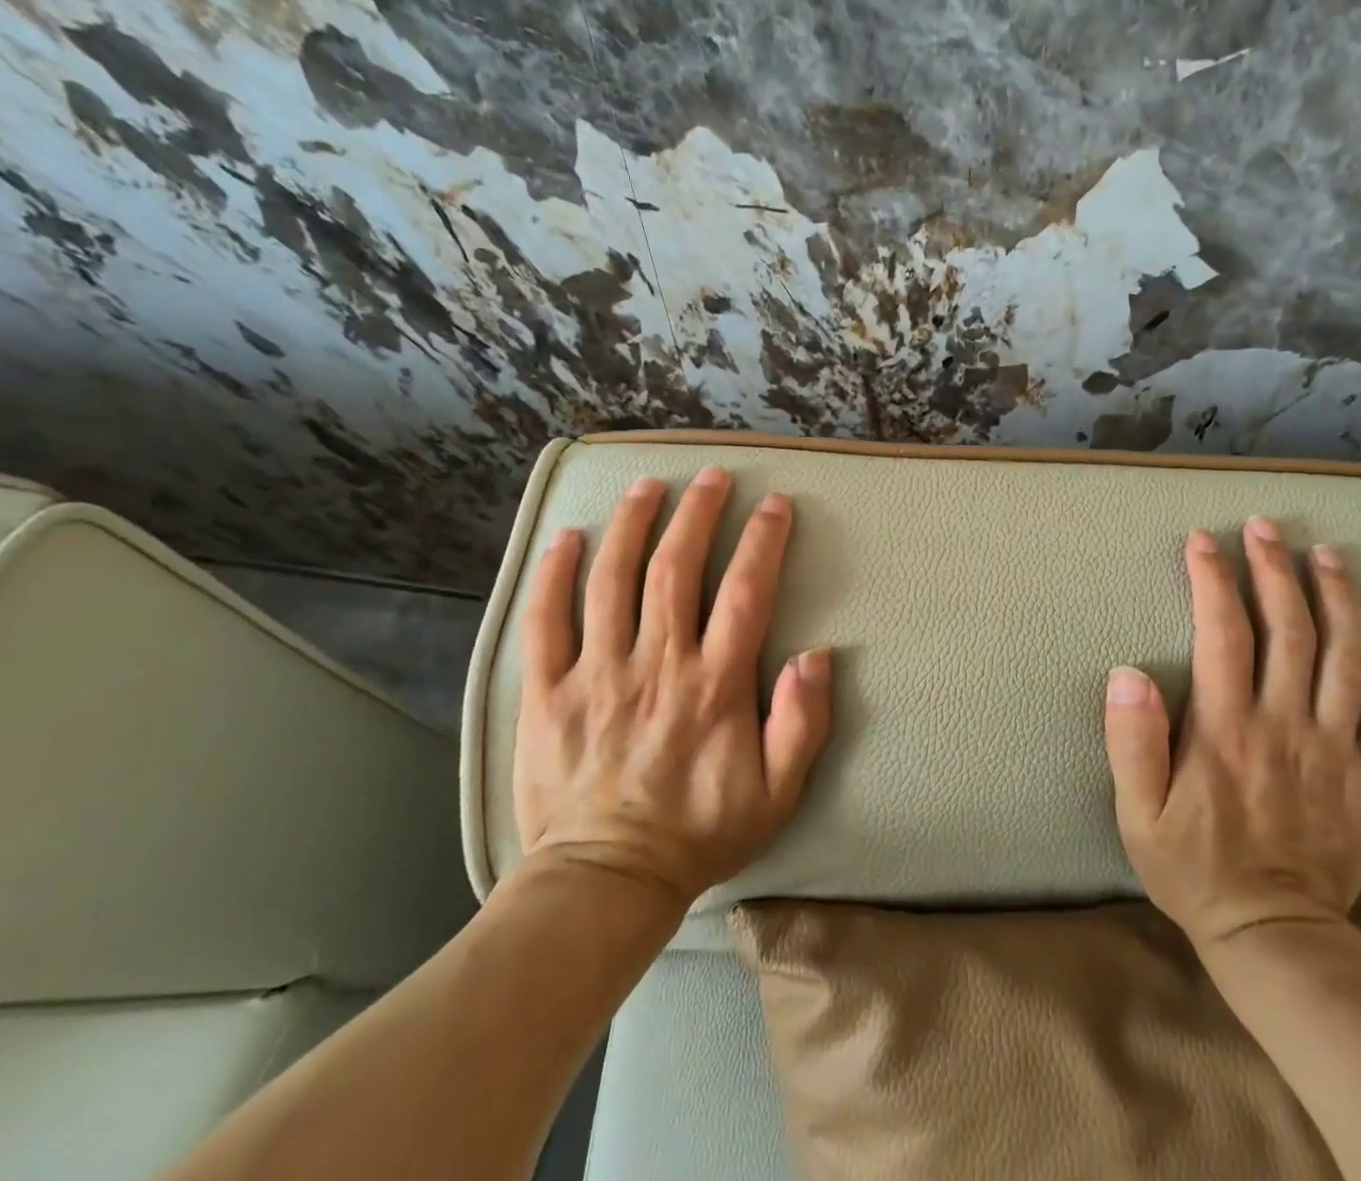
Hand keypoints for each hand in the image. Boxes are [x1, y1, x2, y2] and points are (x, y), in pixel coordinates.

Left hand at [512, 466, 831, 908]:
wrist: (603, 884)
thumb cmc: (698, 833)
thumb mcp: (776, 794)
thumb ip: (802, 725)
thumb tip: (816, 656)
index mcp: (714, 685)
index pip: (745, 592)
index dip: (763, 540)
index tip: (774, 504)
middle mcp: (656, 665)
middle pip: (676, 568)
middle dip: (698, 512)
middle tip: (711, 476)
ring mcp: (596, 675)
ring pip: (611, 580)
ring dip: (633, 525)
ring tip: (648, 486)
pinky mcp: (548, 693)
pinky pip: (544, 621)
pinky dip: (552, 574)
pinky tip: (567, 537)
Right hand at [1104, 519, 1360, 949]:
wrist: (1275, 937)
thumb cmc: (1193, 868)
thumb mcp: (1137, 813)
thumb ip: (1131, 741)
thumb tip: (1129, 672)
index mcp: (1227, 728)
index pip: (1222, 634)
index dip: (1212, 580)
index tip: (1203, 540)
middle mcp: (1286, 725)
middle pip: (1288, 629)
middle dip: (1274, 569)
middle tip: (1265, 527)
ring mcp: (1338, 750)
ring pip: (1346, 658)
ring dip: (1339, 599)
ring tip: (1328, 554)